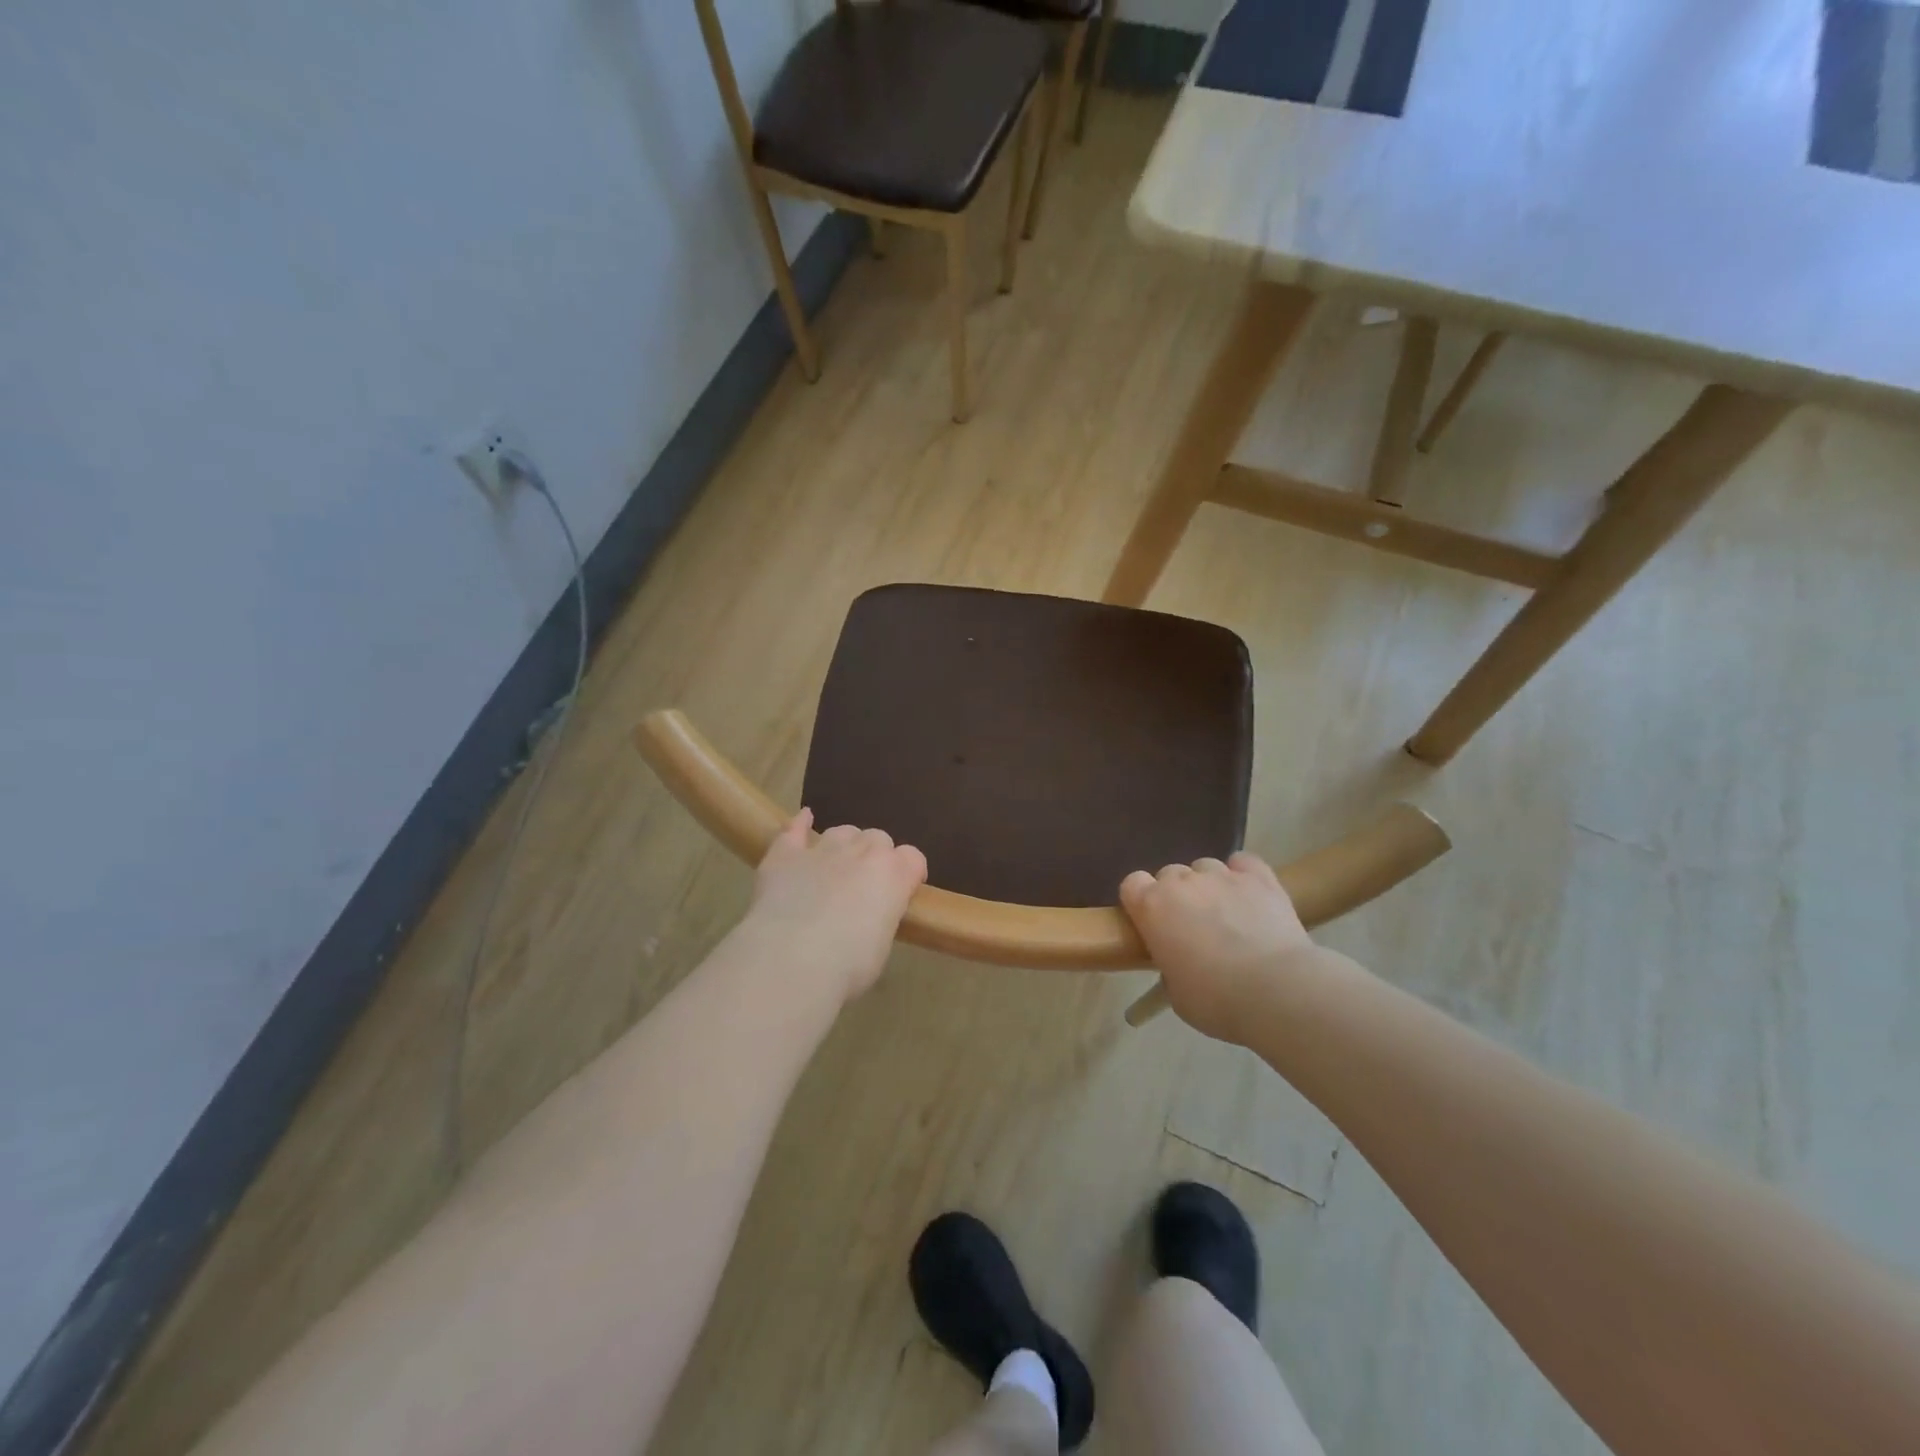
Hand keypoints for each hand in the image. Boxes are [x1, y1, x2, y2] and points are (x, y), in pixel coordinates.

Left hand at [745, 809, 927, 1004]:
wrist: (792, 959)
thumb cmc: (848, 965)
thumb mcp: (881, 945)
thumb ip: (881, 917)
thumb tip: (870, 917)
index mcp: (894, 875)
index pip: (913, 858)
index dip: (909, 872)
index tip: (904, 891)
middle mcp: (862, 852)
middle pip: (878, 837)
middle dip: (876, 856)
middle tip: (866, 885)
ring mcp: (822, 849)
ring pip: (842, 831)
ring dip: (844, 844)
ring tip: (837, 866)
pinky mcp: (785, 855)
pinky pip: (794, 829)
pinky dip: (800, 824)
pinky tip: (804, 818)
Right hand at [1119, 853, 1316, 1040]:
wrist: (1276, 990)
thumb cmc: (1216, 1000)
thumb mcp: (1177, 994)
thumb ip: (1170, 967)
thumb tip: (1181, 962)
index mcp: (1152, 907)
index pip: (1132, 884)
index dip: (1140, 901)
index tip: (1152, 923)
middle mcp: (1183, 882)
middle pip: (1170, 874)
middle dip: (1177, 895)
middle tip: (1191, 926)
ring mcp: (1222, 875)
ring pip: (1205, 867)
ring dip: (1209, 886)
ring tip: (1226, 913)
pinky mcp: (1259, 877)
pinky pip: (1243, 862)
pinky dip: (1243, 874)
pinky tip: (1249, 894)